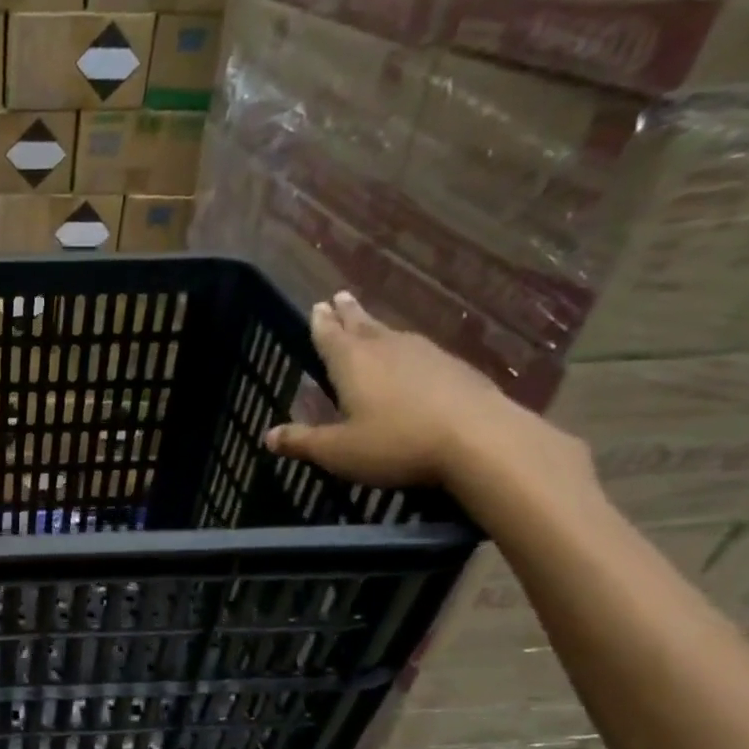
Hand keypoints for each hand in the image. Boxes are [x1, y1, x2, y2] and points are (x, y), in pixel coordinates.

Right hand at [263, 291, 572, 489]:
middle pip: (363, 325)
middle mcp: (387, 349)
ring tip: (370, 325)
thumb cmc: (396, 443)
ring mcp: (426, 355)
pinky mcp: (456, 369)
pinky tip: (412, 359)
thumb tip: (268, 436)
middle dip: (348, 314)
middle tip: (340, 297)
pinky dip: (407, 350)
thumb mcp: (338, 451)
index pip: (330, 336)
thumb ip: (302, 441)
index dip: (321, 323)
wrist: (481, 440)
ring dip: (378, 328)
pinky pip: (421, 352)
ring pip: (393, 335)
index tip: (317, 305)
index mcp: (353, 363)